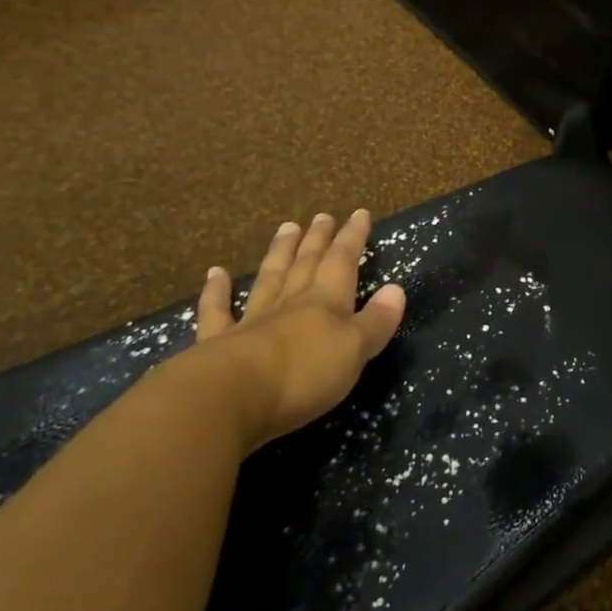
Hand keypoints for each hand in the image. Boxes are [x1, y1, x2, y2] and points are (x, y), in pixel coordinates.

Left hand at [186, 209, 406, 453]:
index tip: (360, 213)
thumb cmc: (304, 374)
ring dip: (279, 253)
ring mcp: (252, 320)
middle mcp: (290, 302)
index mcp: (326, 302)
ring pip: (270, 278)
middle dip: (317, 239)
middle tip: (321, 216)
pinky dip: (216, 291)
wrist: (231, 397)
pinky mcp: (218, 343)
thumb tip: (396, 289)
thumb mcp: (354, 350)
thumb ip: (376, 321)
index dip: (353, 237)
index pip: (343, 261)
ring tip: (287, 228)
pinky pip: (218, 311)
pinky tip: (215, 273)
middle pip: (306, 263)